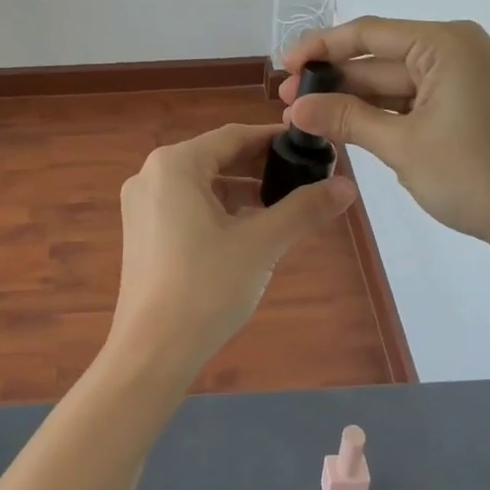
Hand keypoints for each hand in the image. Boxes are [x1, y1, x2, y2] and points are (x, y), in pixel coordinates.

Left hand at [109, 123, 356, 381]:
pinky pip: (186, 206)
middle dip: (260, 167)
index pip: (233, 137)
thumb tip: (348, 187)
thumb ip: (303, 209)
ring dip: (241, 191)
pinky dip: (218, 211)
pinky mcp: (141, 232)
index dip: (274, 140)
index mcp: (174, 164)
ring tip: (282, 206)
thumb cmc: (206, 287)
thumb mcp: (261, 243)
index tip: (309, 147)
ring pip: (201, 184)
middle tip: (303, 178)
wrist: (152, 352)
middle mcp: (151, 174)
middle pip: (216, 158)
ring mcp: (141, 205)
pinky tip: (248, 231)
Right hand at [280, 17, 489, 256]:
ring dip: (354, 98)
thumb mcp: (401, 146)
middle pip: (380, 57)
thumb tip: (294, 109)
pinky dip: (382, 111)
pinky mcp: (468, 100)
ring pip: (394, 79)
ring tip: (308, 116)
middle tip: (288, 101)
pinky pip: (414, 96)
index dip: (320, 48)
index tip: (284, 66)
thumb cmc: (474, 176)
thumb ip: (345, 119)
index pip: (368, 34)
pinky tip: (346, 124)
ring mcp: (465, 75)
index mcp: (446, 44)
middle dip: (334, 80)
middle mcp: (457, 48)